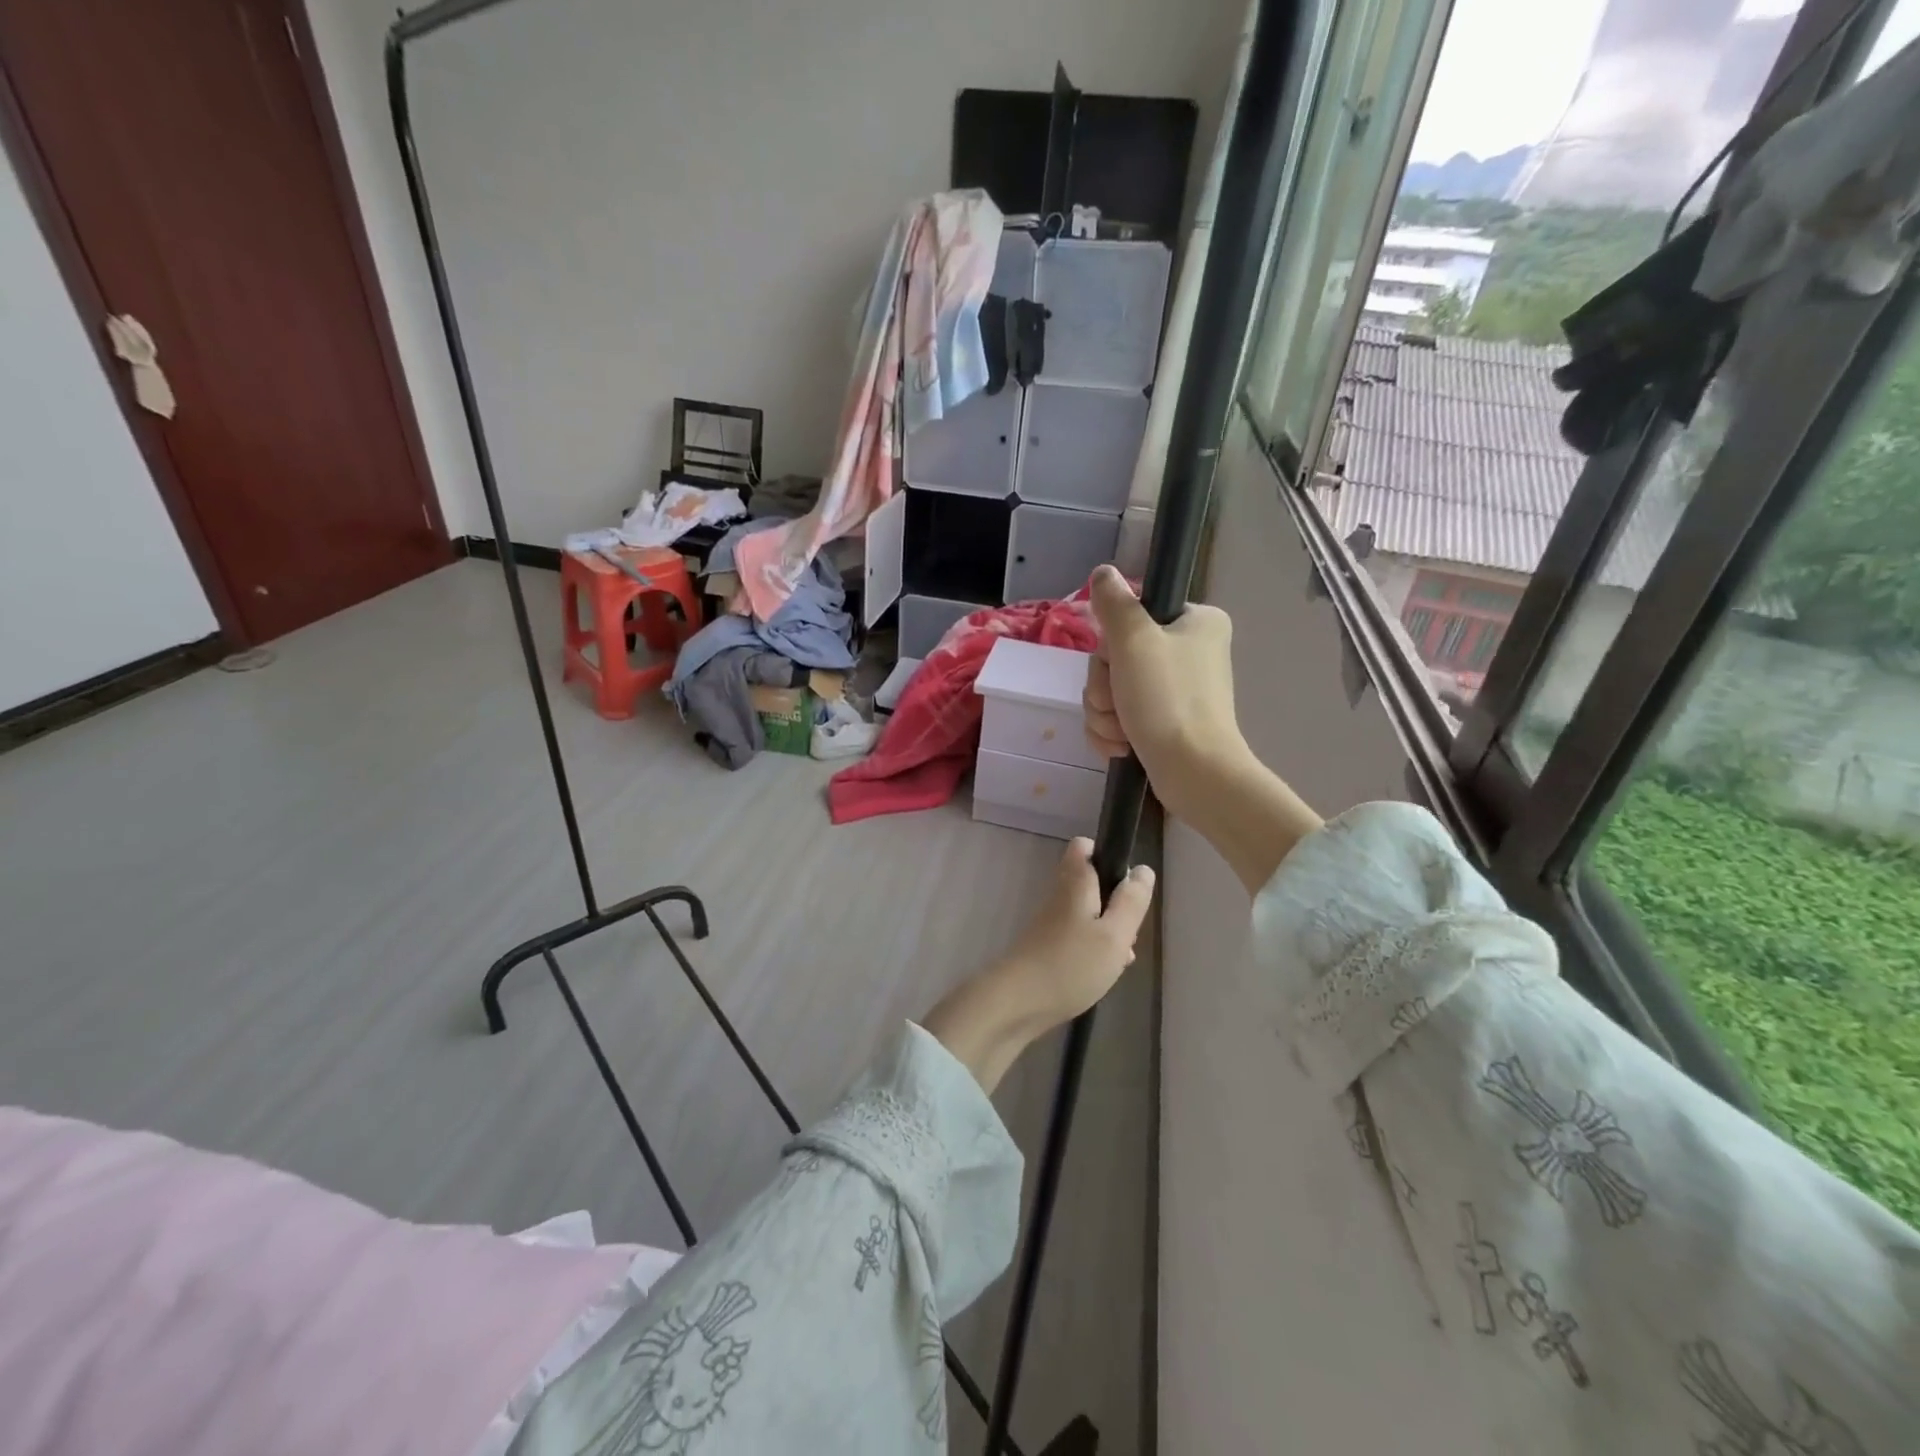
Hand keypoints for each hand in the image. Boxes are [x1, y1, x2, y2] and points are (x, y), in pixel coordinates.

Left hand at [921, 838, 1154, 1092]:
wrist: (1017, 1003)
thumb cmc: (1071, 965)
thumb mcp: (1114, 934)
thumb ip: (1131, 901)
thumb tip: (1143, 869)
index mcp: (1075, 882)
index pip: (1084, 846)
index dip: (1107, 854)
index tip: (1126, 882)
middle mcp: (1059, 895)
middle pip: (1091, 882)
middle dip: (1116, 901)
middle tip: (1129, 929)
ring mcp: (1051, 922)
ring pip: (1088, 912)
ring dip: (1109, 929)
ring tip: (1122, 957)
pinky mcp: (1047, 947)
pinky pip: (1078, 936)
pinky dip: (1095, 948)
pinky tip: (1105, 972)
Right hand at [1083, 564, 1245, 819]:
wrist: (1193, 772)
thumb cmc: (1167, 700)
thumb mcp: (1134, 641)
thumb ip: (1114, 603)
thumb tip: (1103, 572)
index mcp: (1196, 622)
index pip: (1131, 617)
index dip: (1112, 644)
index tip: (1118, 662)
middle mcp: (1190, 651)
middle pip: (1116, 657)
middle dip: (1105, 687)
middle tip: (1119, 702)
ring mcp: (1177, 690)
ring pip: (1112, 690)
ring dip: (1105, 713)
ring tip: (1123, 731)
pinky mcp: (1165, 723)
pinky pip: (1119, 717)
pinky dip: (1113, 732)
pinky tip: (1121, 747)